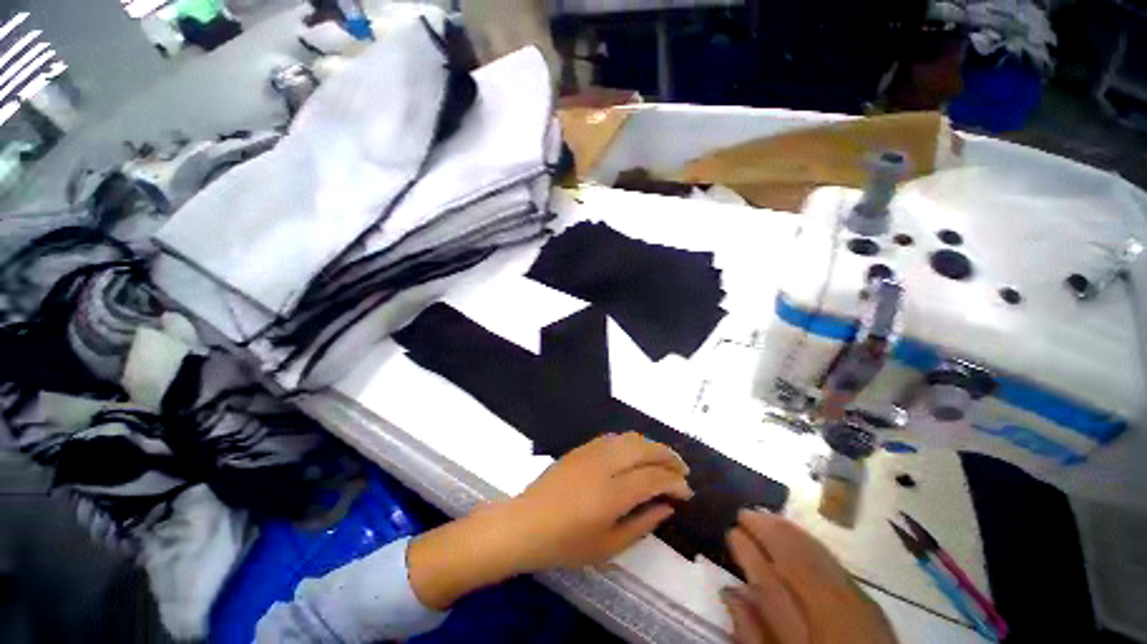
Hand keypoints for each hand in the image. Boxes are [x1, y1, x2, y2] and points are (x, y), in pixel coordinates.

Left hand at [505, 431, 691, 571]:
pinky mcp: (581, 447)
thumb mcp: (607, 546)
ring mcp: (591, 451)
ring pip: (630, 438)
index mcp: (611, 493)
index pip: (653, 478)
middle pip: (645, 449)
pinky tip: (635, 454)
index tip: (687, 493)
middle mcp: (604, 465)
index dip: (675, 483)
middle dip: (669, 457)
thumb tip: (666, 507)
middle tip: (682, 470)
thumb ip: (642, 524)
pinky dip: (632, 442)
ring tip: (663, 460)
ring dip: (651, 446)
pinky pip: (614, 438)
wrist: (525, 523)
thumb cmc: (565, 544)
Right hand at [721, 510, 896, 643]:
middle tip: (743, 513)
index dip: (745, 549)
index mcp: (797, 623)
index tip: (730, 531)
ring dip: (786, 529)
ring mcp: (850, 597)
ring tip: (765, 517)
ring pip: (812, 551)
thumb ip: (751, 632)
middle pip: (791, 555)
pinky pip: (830, 558)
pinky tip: (798, 536)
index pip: (765, 575)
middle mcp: (825, 603)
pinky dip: (809, 541)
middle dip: (765, 529)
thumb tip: (729, 592)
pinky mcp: (866, 598)